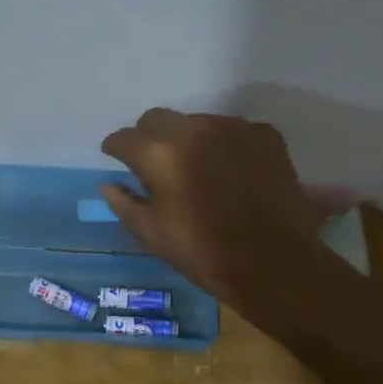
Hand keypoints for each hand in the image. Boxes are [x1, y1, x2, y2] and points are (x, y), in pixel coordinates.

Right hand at [99, 109, 346, 312]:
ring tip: (199, 171)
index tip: (118, 160)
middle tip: (157, 166)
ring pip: (196, 123)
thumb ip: (124, 203)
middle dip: (149, 138)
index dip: (116, 150)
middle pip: (157, 120)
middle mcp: (193, 128)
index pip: (124, 138)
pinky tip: (231, 173)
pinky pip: (232, 131)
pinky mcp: (264, 134)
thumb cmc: (203, 252)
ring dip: (189, 141)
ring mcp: (232, 127)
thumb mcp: (151, 233)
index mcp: (159, 153)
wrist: (273, 263)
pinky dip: (224, 146)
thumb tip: (109, 185)